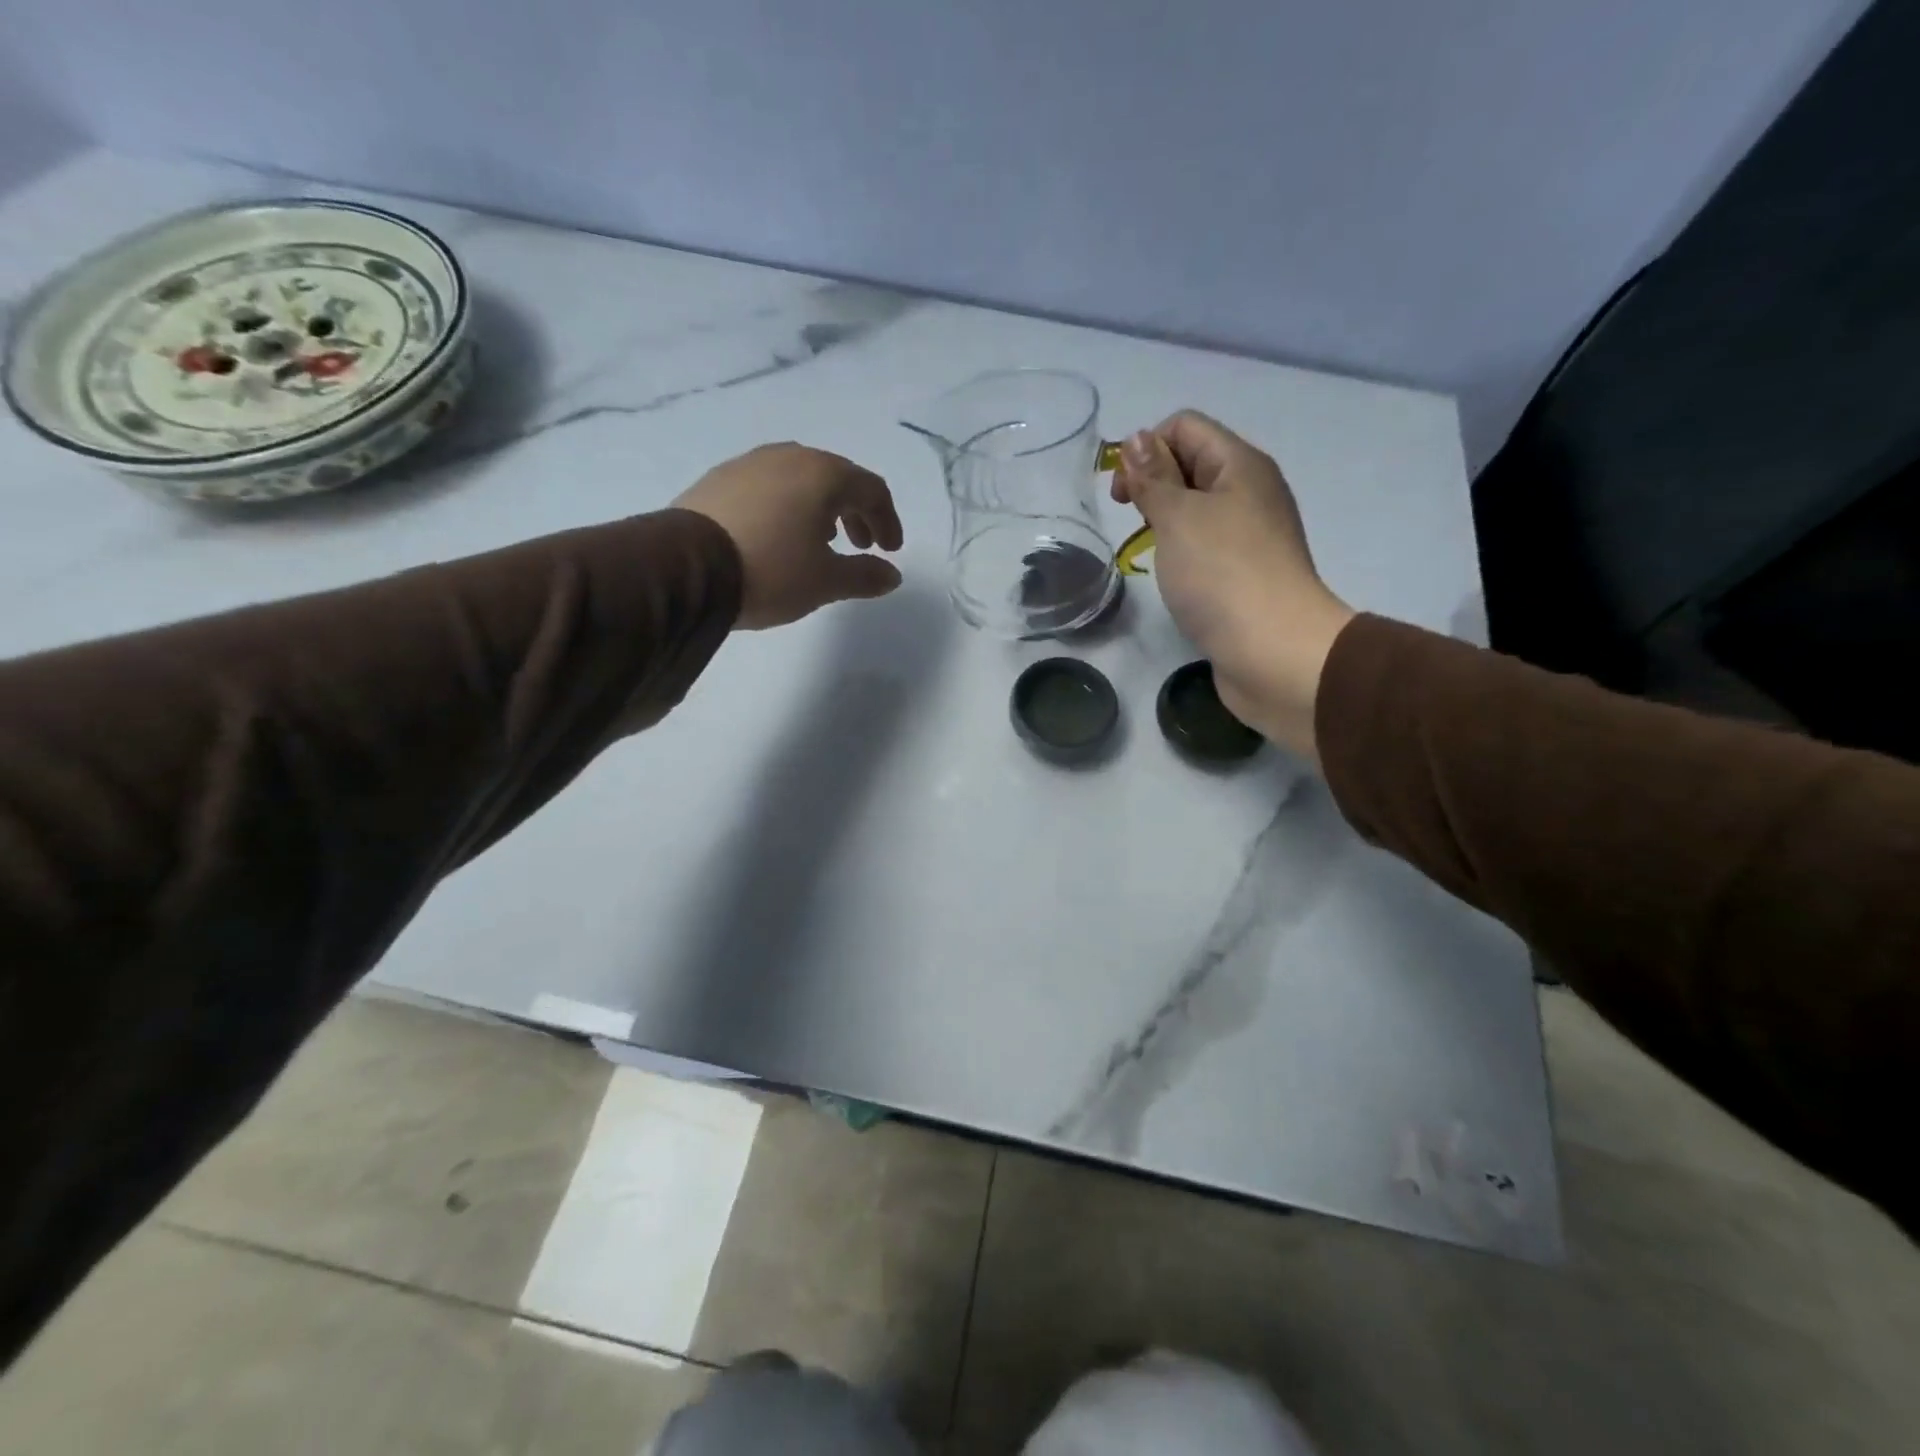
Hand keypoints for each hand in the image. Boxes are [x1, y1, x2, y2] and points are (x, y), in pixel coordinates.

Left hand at [676, 443, 904, 629]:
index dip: (888, 520)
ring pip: (800, 479)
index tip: (890, 551)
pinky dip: (787, 506)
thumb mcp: (826, 581)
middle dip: (856, 513)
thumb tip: (892, 575)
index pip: (872, 489)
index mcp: (824, 474)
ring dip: (821, 508)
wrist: (685, 568)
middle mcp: (789, 457)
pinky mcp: (719, 479)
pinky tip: (778, 534)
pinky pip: (768, 486)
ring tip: (820, 541)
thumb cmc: (771, 570)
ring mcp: (749, 463)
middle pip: (837, 479)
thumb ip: (864, 575)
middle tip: (861, 546)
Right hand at [1113, 412, 1353, 758]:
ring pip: (1198, 507)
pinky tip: (1173, 575)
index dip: (1147, 448)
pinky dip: (1183, 550)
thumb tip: (1138, 438)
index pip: (1186, 426)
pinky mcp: (1245, 573)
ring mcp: (1251, 535)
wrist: (1274, 652)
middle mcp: (1250, 492)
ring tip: (1149, 548)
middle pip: (1192, 463)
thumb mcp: (1179, 517)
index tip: (1123, 494)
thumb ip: (1154, 477)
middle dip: (1153, 482)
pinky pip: (1207, 543)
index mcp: (1241, 465)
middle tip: (1132, 520)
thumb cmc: (1222, 576)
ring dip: (1166, 518)